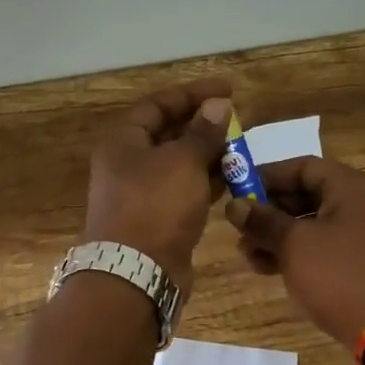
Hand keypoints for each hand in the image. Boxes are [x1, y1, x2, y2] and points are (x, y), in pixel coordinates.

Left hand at [84, 80, 232, 291]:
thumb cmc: (155, 207)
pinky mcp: (156, 221)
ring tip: (241, 150)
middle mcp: (127, 166)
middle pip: (167, 135)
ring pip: (177, 166)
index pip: (157, 105)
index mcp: (123, 143)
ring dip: (207, 156)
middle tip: (237, 122)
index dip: (192, 94)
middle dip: (202, 126)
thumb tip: (218, 105)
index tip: (228, 90)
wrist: (136, 274)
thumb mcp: (182, 162)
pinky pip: (183, 192)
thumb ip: (203, 133)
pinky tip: (232, 180)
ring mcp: (141, 196)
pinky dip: (205, 184)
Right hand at [226, 157, 364, 351]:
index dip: (266, 177)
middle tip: (239, 229)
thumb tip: (234, 206)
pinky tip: (270, 268)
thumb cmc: (340, 276)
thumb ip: (263, 220)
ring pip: (315, 224)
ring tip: (248, 255)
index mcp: (355, 187)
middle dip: (270, 212)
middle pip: (309, 195)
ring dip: (280, 236)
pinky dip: (301, 252)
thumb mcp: (294, 245)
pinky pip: (328, 246)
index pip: (303, 167)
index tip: (237, 192)